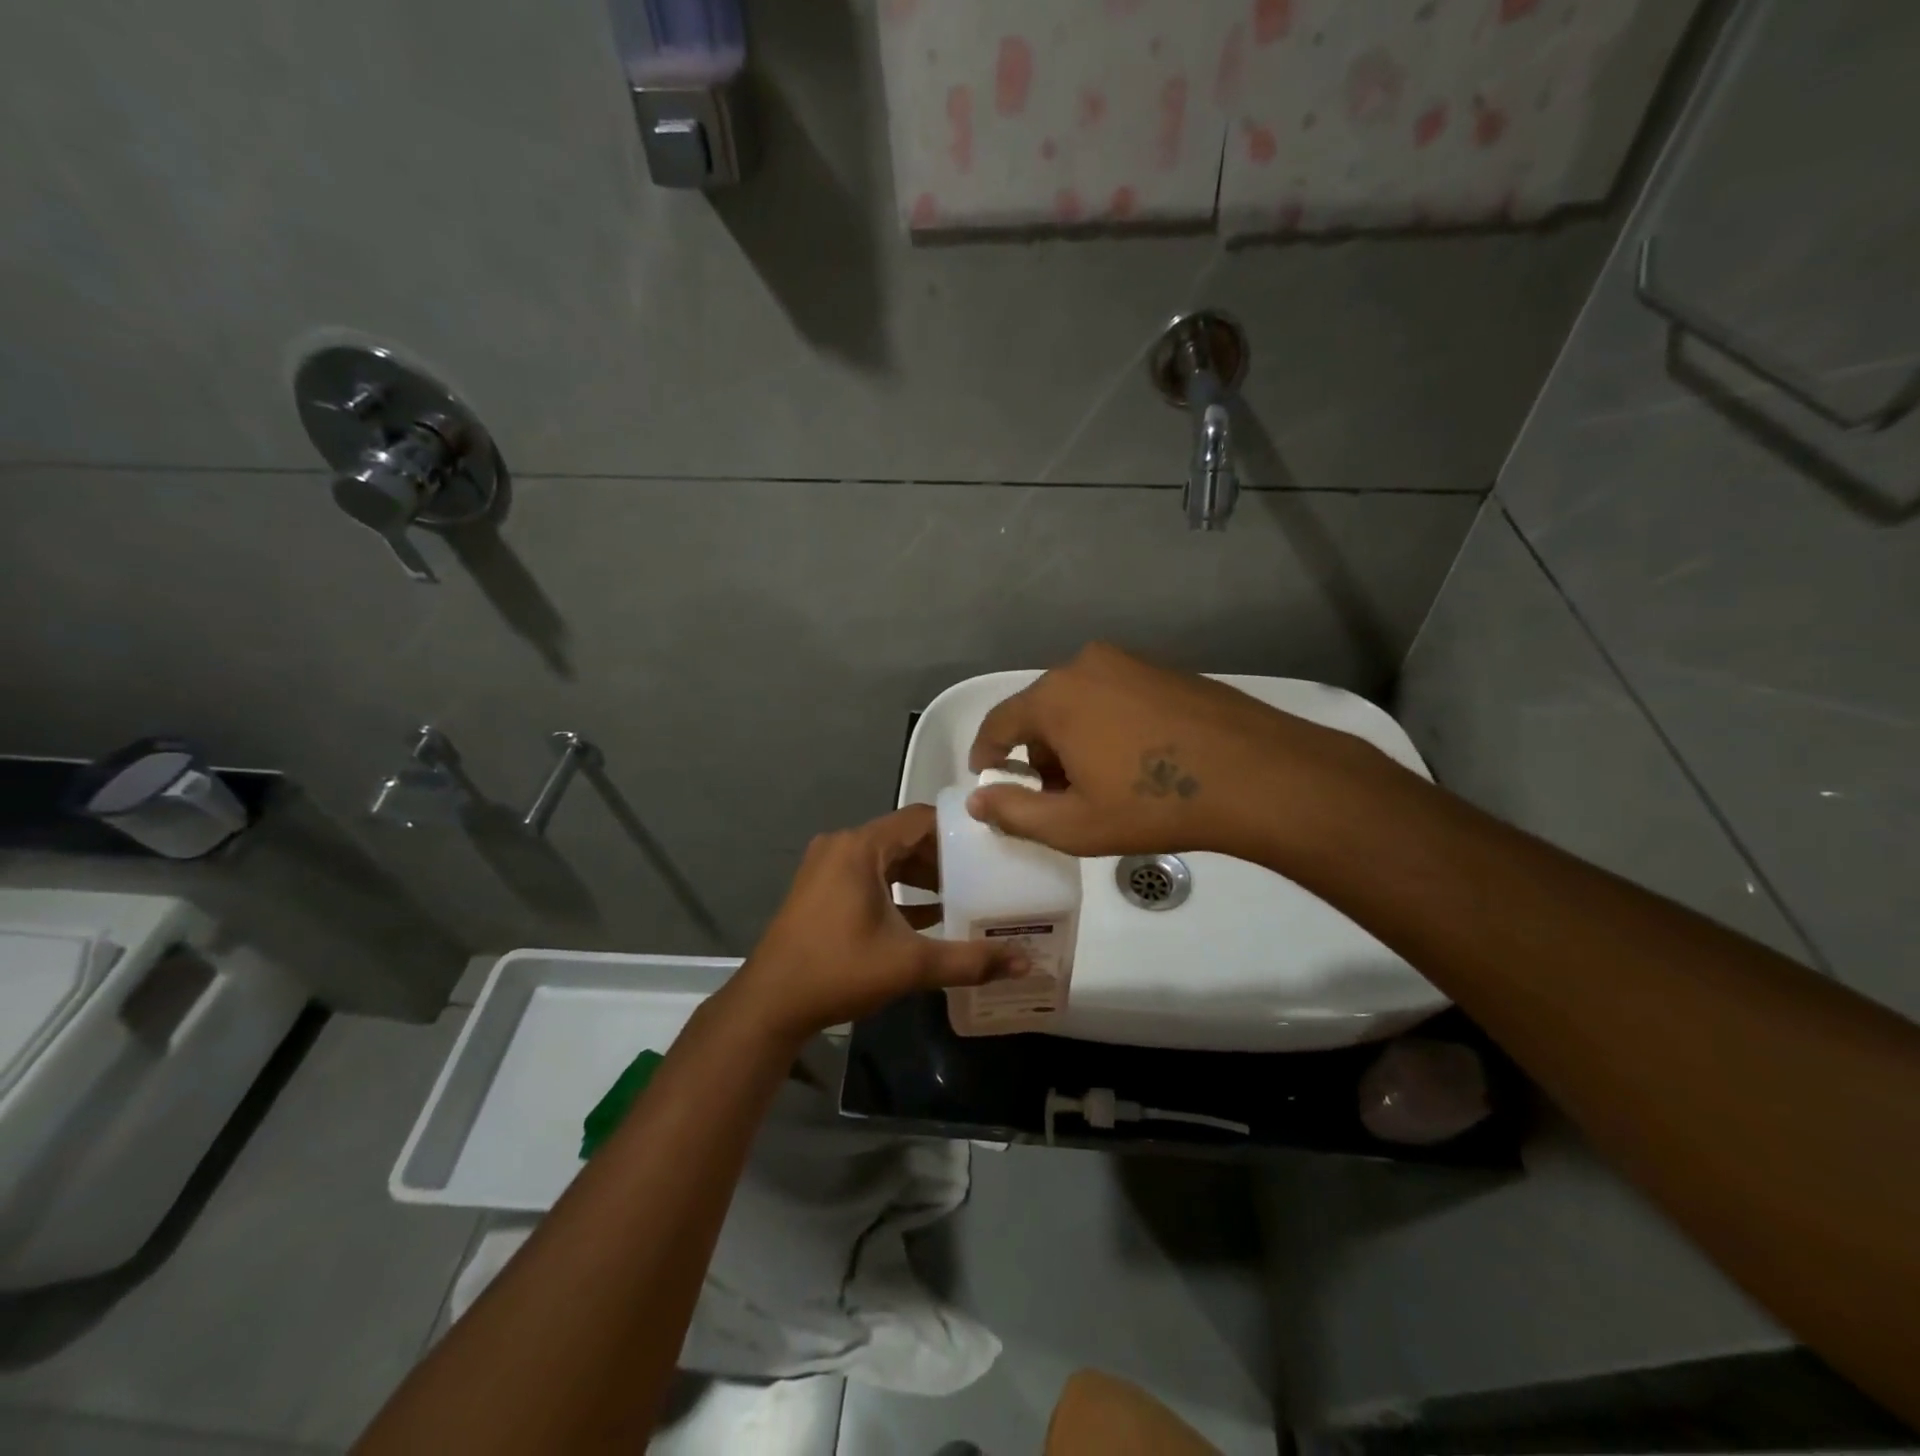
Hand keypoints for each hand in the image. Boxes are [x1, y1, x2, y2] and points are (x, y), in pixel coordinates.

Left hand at [732, 804, 1026, 1041]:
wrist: (770, 1005)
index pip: (920, 818)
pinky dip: (897, 888)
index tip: (992, 843)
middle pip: (904, 837)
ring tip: (964, 893)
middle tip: (985, 872)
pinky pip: (869, 875)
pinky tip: (929, 914)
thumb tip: (1024, 961)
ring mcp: (827, 866)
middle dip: (943, 856)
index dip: (958, 828)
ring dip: (921, 874)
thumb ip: (969, 960)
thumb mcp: (910, 965)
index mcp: (861, 847)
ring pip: (887, 858)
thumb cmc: (839, 971)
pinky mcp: (820, 888)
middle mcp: (842, 846)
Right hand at [967, 642, 1377, 859]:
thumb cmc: (1153, 804)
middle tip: (1057, 797)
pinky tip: (1137, 761)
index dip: (986, 754)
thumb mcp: (1075, 825)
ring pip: (1079, 703)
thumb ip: (1014, 813)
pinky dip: (1108, 725)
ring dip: (1074, 740)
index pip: (999, 723)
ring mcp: (1130, 662)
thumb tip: (977, 801)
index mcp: (1055, 697)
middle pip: (1041, 712)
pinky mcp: (1165, 669)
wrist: (1257, 776)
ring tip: (1101, 783)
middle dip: (1038, 755)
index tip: (988, 779)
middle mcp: (1085, 665)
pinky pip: (1115, 696)